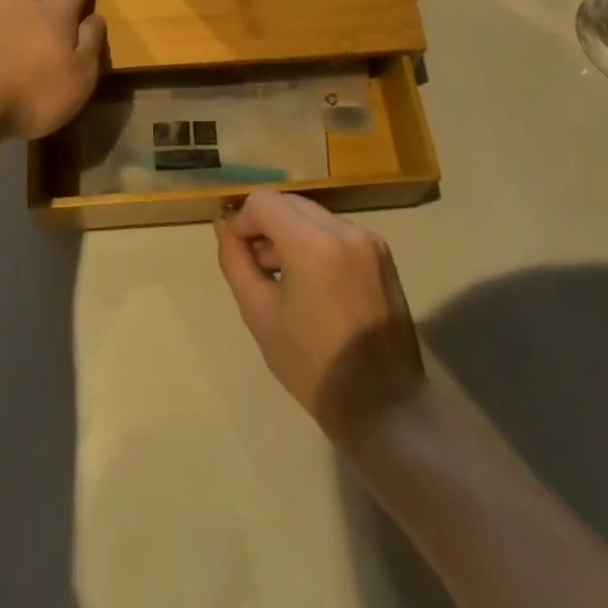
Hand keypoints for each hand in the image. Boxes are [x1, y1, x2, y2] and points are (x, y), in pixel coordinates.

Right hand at [215, 191, 426, 441]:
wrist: (383, 406)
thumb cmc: (312, 365)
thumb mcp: (258, 313)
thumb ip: (235, 261)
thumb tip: (224, 227)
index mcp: (312, 244)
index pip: (263, 201)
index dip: (242, 222)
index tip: (239, 255)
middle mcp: (344, 230)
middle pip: (288, 203)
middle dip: (265, 226)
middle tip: (257, 267)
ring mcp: (368, 239)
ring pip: (312, 214)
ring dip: (290, 233)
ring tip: (284, 278)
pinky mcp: (382, 253)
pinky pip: (336, 231)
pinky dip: (316, 242)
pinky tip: (314, 283)